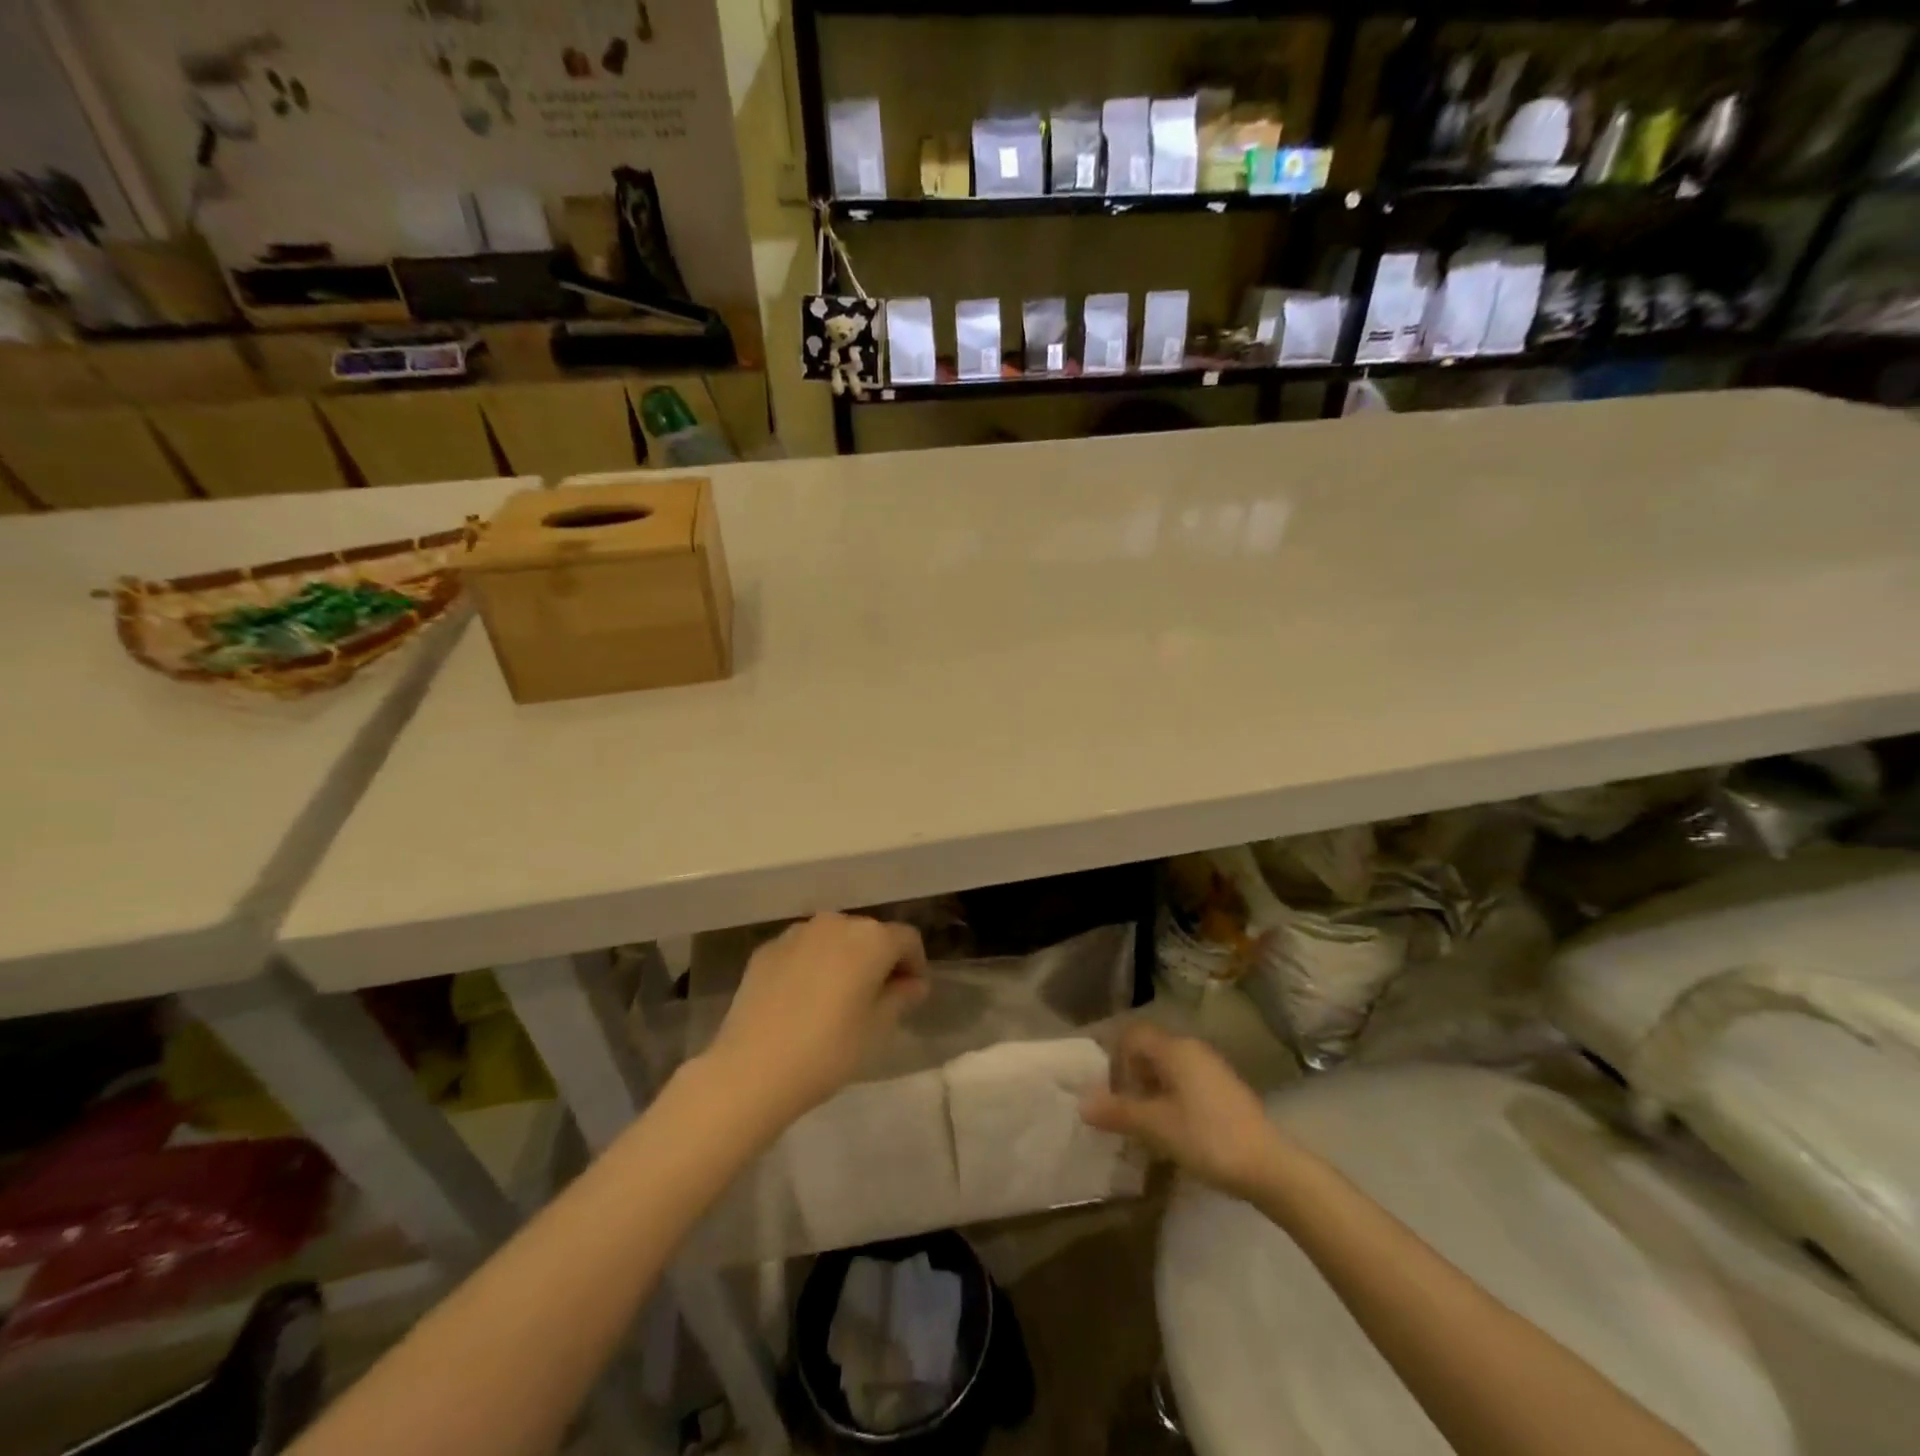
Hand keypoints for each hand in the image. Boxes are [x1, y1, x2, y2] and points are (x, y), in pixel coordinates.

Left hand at [704, 913, 928, 1123]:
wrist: (752, 1069)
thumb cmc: (829, 1050)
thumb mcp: (878, 1029)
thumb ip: (901, 997)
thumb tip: (913, 984)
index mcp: (871, 938)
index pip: (907, 940)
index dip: (915, 965)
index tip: (911, 995)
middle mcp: (835, 923)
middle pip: (869, 934)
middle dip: (879, 960)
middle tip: (877, 999)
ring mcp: (796, 933)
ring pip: (833, 940)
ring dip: (844, 960)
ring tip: (837, 1000)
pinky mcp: (766, 950)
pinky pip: (802, 951)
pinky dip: (811, 966)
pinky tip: (803, 1001)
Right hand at [1080, 1024, 1283, 1200]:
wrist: (1270, 1167)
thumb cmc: (1207, 1138)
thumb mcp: (1156, 1126)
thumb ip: (1118, 1112)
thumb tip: (1082, 1102)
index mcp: (1175, 1049)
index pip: (1133, 1035)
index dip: (1116, 1059)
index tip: (1112, 1092)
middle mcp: (1193, 1049)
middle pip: (1150, 1051)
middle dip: (1132, 1078)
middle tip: (1125, 1112)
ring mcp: (1212, 1069)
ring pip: (1169, 1069)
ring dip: (1152, 1092)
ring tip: (1146, 1126)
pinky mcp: (1225, 1090)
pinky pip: (1187, 1083)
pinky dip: (1172, 1100)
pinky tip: (1174, 1132)